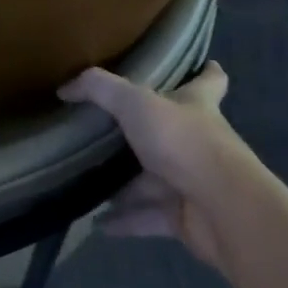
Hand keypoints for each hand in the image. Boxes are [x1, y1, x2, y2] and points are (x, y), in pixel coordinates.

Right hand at [59, 62, 252, 271]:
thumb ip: (99, 90)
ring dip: (129, 184)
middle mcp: (198, 141)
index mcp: (197, 105)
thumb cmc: (183, 141)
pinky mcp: (186, 218)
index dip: (206, 72)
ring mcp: (194, 181)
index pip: (210, 81)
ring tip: (93, 181)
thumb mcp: (135, 103)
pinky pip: (149, 217)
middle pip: (174, 133)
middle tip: (112, 130)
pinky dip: (126, 220)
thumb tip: (65, 88)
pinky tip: (99, 223)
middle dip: (147, 133)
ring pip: (156, 180)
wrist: (221, 208)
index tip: (204, 64)